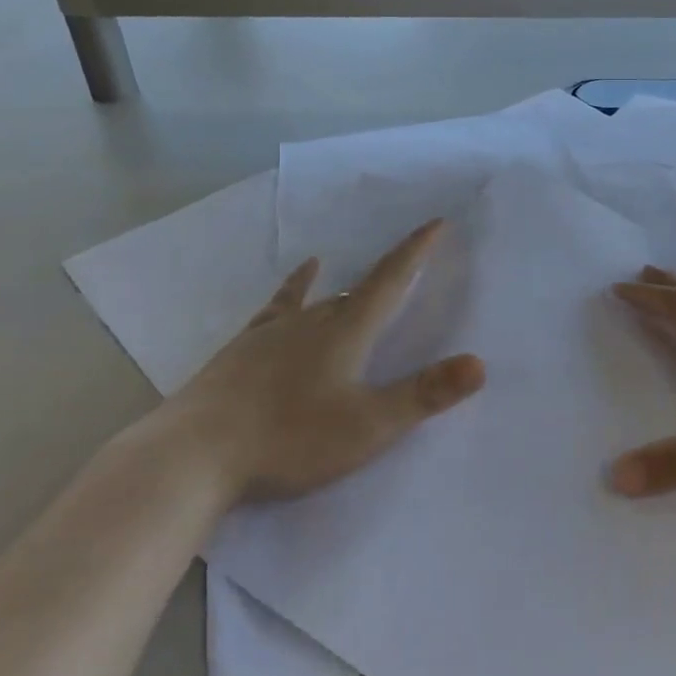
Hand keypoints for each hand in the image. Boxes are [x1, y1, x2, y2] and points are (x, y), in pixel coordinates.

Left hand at [164, 219, 485, 500]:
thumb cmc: (289, 440)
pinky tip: (300, 276)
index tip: (436, 222)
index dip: (416, 252)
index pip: (390, 281)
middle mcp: (313, 320)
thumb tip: (480, 362)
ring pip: (322, 300)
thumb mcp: (367, 426)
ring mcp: (274, 332)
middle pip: (359, 291)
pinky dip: (297, 287)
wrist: (194, 453)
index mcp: (346, 332)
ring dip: (347, 291)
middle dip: (388, 278)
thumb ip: (424, 394)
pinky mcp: (244, 348)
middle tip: (409, 268)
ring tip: (359, 281)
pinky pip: (280, 306)